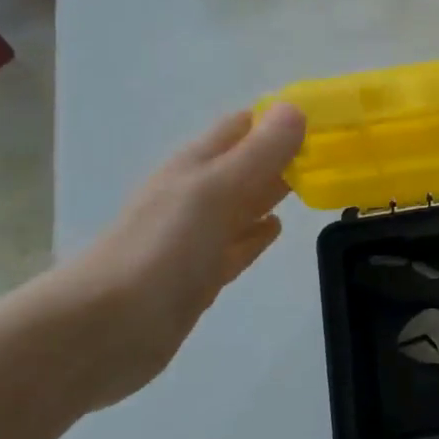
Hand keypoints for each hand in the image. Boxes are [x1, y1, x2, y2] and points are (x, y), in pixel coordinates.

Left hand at [56, 104, 306, 406]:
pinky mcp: (200, 275)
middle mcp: (197, 194)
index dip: (280, 118)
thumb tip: (295, 109)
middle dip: (285, 154)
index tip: (327, 120)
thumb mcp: (215, 189)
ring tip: (318, 184)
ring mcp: (196, 236)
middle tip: (335, 152)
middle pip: (247, 164)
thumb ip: (259, 152)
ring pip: (244, 203)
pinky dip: (257, 234)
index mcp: (197, 165)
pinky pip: (237, 244)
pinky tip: (276, 229)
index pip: (243, 126)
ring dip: (275, 191)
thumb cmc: (162, 248)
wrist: (103, 329)